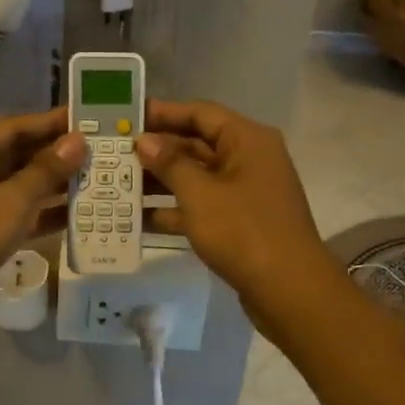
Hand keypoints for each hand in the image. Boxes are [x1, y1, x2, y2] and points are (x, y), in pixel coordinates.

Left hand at [0, 108, 86, 348]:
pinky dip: (39, 215)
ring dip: (51, 186)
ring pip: (15, 187)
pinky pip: (12, 215)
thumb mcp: (9, 202)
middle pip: (15, 155)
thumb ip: (46, 171)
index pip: (13, 127)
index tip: (88, 119)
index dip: (51, 123)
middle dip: (55, 155)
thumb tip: (77, 141)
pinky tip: (75, 217)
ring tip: (95, 181)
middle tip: (99, 151)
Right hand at [138, 99, 336, 318]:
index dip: (163, 113)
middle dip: (157, 150)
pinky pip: (202, 205)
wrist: (290, 291)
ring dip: (161, 181)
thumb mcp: (200, 194)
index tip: (127, 117)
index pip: (201, 113)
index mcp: (247, 140)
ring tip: (118, 184)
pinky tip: (139, 219)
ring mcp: (246, 192)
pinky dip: (175, 210)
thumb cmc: (244, 231)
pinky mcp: (240, 222)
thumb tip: (145, 140)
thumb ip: (170, 163)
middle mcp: (249, 159)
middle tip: (115, 153)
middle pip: (197, 144)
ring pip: (197, 177)